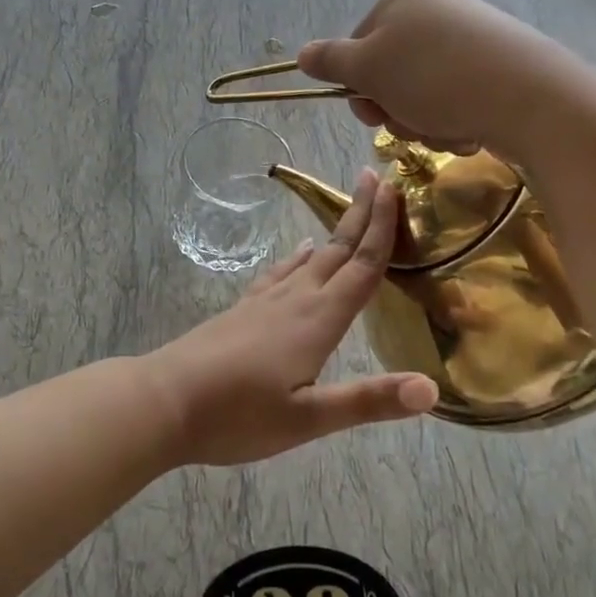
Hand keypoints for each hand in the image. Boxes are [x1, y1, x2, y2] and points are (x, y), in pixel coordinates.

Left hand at [143, 169, 438, 465]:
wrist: (164, 400)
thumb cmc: (238, 415)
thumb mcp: (308, 418)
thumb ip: (368, 401)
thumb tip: (431, 387)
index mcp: (318, 320)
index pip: (361, 266)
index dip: (382, 228)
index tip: (394, 188)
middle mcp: (295, 300)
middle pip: (337, 250)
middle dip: (361, 214)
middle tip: (377, 178)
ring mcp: (265, 302)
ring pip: (310, 258)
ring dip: (334, 232)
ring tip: (350, 210)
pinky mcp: (243, 310)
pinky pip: (280, 272)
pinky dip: (297, 258)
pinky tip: (299, 254)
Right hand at [296, 0, 565, 157]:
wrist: (527, 95)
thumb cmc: (433, 77)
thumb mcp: (369, 69)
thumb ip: (331, 61)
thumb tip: (301, 54)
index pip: (359, 46)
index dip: (359, 86)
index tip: (371, 113)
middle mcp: (438, 9)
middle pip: (392, 72)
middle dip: (395, 109)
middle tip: (410, 125)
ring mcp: (473, 36)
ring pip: (424, 92)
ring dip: (424, 122)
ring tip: (445, 130)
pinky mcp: (501, 64)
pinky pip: (460, 97)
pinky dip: (456, 120)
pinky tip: (469, 130)